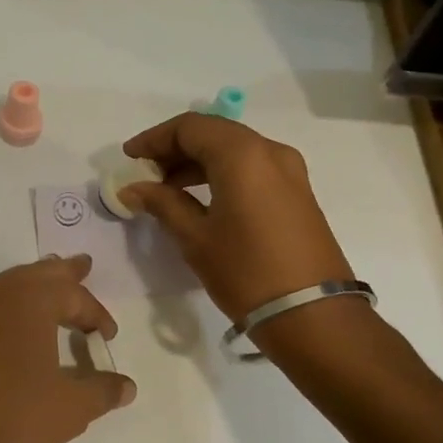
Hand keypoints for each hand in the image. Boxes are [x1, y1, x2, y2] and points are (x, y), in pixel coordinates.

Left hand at [0, 255, 136, 442]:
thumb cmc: (12, 416)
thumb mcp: (70, 407)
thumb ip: (101, 391)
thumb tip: (126, 387)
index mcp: (29, 298)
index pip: (74, 296)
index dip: (96, 315)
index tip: (108, 337)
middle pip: (37, 274)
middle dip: (63, 274)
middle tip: (81, 265)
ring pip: (6, 287)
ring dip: (31, 288)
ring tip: (47, 289)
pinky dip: (6, 310)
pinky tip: (10, 328)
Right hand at [119, 113, 355, 322]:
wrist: (313, 316)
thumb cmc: (246, 272)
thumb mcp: (196, 238)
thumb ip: (162, 203)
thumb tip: (133, 189)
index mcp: (242, 155)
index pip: (190, 127)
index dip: (155, 138)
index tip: (129, 158)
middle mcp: (270, 151)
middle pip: (214, 133)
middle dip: (176, 149)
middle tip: (146, 173)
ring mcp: (290, 171)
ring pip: (234, 150)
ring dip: (198, 161)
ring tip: (168, 189)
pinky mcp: (298, 193)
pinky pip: (252, 168)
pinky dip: (222, 173)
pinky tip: (201, 199)